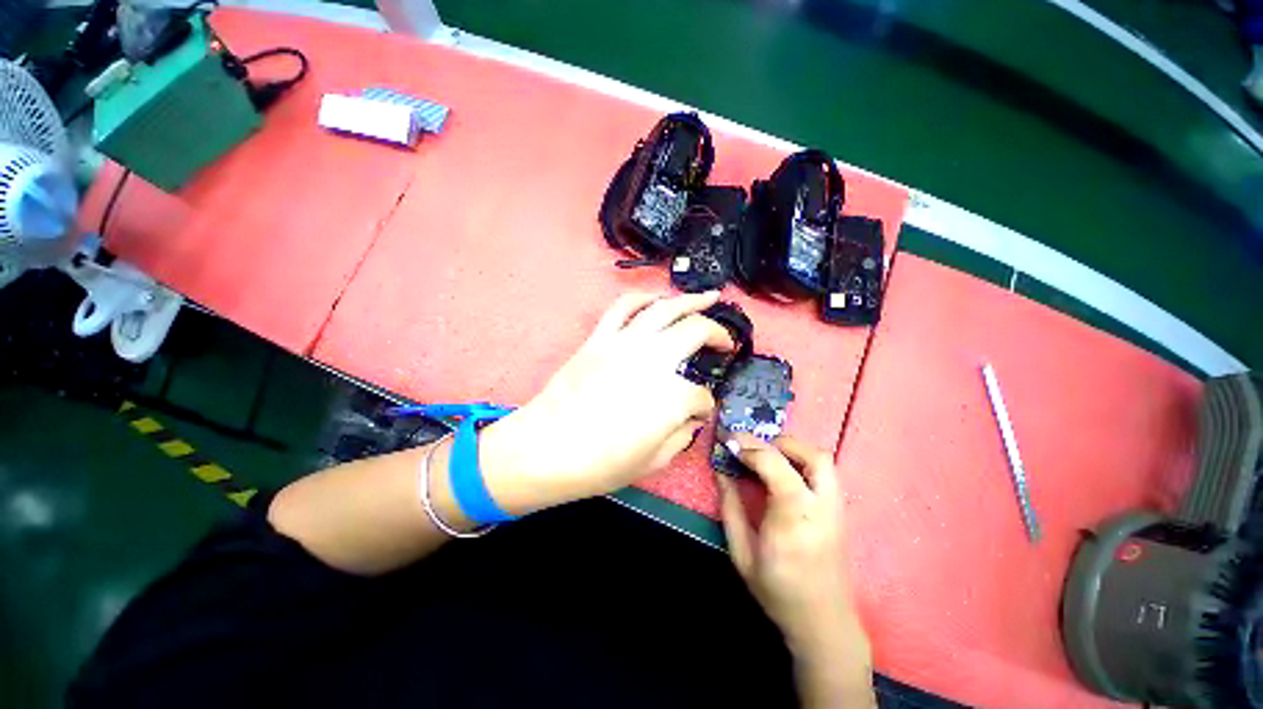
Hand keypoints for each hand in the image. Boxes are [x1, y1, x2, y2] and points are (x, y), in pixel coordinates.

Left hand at [478, 291, 734, 513]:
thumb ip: (682, 435)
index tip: (699, 412)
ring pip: (665, 308)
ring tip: (709, 297)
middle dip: (717, 335)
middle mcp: (653, 360)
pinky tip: (657, 299)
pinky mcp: (600, 338)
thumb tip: (692, 417)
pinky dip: (643, 298)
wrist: (545, 449)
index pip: (701, 396)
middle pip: (696, 331)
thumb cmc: (600, 464)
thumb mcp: (654, 462)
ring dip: (691, 300)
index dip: (704, 405)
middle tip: (725, 342)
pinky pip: (623, 307)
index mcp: (671, 396)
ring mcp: (625, 343)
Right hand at [718, 434, 873, 706]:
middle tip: (749, 446)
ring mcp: (836, 508)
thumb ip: (730, 507)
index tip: (729, 443)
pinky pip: (824, 471)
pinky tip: (782, 469)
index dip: (750, 449)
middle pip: (810, 456)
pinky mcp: (840, 510)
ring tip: (766, 454)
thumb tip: (721, 470)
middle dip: (775, 442)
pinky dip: (801, 459)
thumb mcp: (742, 553)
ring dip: (792, 447)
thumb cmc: (778, 592)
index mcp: (793, 522)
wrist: (824, 622)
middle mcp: (821, 509)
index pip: (777, 468)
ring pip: (822, 459)